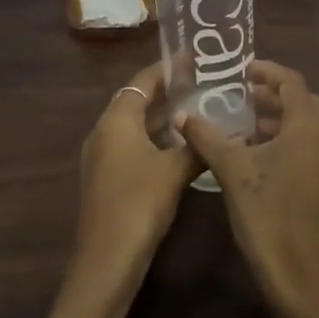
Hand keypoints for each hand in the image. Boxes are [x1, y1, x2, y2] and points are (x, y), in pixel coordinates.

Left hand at [67, 63, 199, 311]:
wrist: (106, 260)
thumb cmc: (139, 205)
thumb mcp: (174, 171)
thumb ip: (196, 146)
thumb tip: (216, 130)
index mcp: (115, 121)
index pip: (141, 82)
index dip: (166, 68)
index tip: (192, 57)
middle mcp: (104, 132)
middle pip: (135, 101)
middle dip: (166, 91)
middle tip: (200, 82)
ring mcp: (102, 157)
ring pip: (134, 126)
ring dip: (161, 117)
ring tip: (196, 109)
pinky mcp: (107, 179)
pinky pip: (133, 146)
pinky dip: (155, 139)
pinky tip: (180, 148)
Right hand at [176, 60, 318, 317]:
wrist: (307, 284)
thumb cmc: (269, 219)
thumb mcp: (233, 173)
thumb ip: (207, 138)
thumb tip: (182, 115)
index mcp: (310, 128)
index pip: (292, 82)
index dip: (267, 71)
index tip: (242, 70)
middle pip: (305, 104)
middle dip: (274, 97)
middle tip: (241, 98)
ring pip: (311, 130)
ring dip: (281, 122)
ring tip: (246, 130)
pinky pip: (315, 152)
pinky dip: (292, 145)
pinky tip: (263, 164)